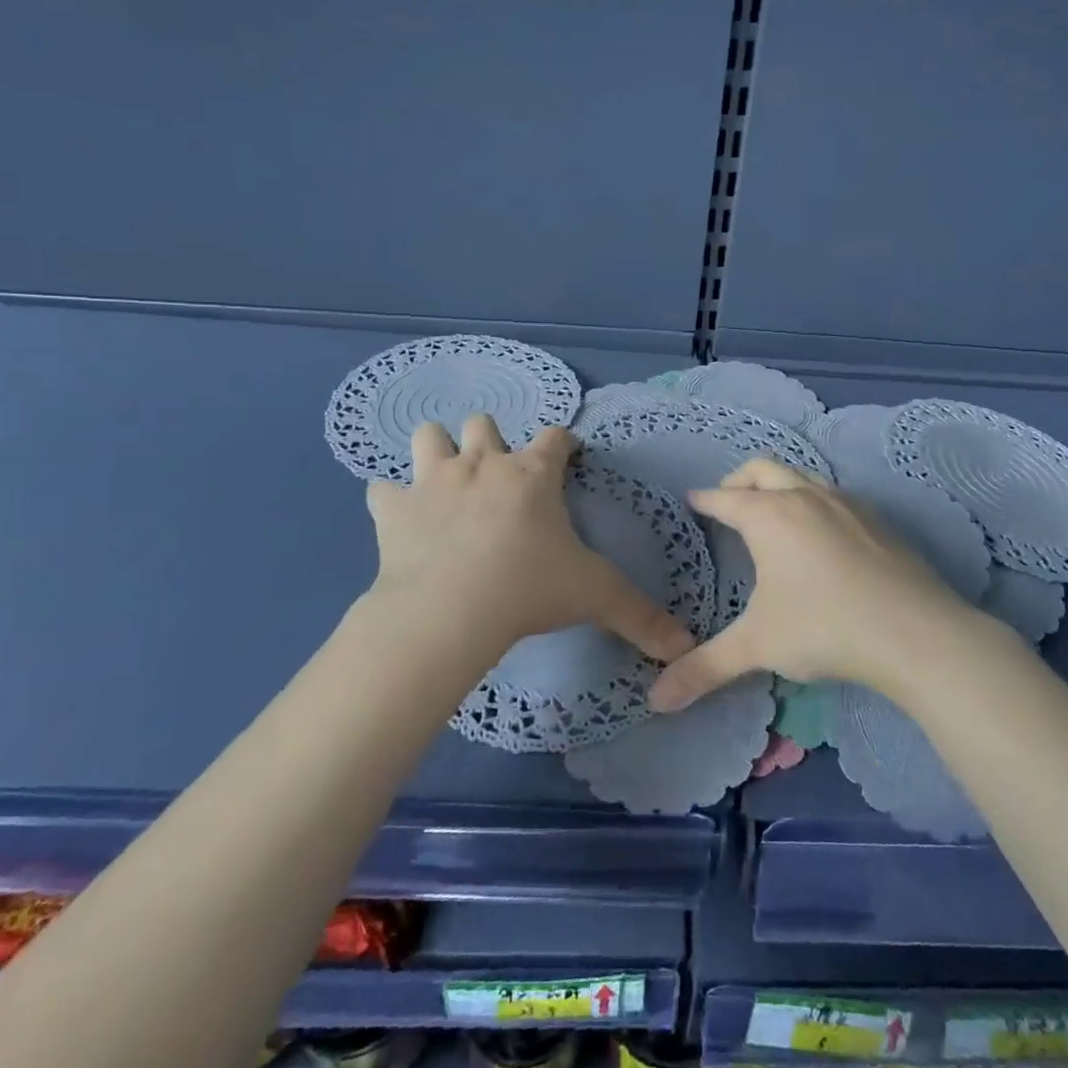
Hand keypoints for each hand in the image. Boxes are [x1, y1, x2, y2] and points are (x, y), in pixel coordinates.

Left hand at [362, 414, 694, 668]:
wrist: (448, 611)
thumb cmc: (528, 590)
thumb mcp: (595, 597)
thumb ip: (641, 615)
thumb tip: (685, 644)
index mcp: (532, 474)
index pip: (556, 438)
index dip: (563, 443)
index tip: (566, 457)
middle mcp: (483, 463)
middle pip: (484, 423)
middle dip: (490, 441)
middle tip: (497, 478)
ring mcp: (433, 480)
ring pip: (428, 436)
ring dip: (436, 451)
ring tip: (445, 480)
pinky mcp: (393, 508)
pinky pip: (382, 490)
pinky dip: (391, 501)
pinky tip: (400, 519)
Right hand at [648, 459, 980, 710]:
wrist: (914, 632)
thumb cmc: (824, 628)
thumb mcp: (758, 647)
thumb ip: (705, 668)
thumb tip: (656, 700)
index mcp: (769, 517)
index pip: (725, 498)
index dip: (705, 499)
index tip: (693, 500)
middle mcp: (804, 497)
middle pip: (763, 469)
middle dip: (739, 480)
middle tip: (728, 501)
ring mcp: (846, 503)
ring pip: (802, 474)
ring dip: (780, 484)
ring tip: (774, 512)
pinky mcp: (877, 519)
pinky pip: (834, 494)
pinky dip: (814, 500)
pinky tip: (823, 534)